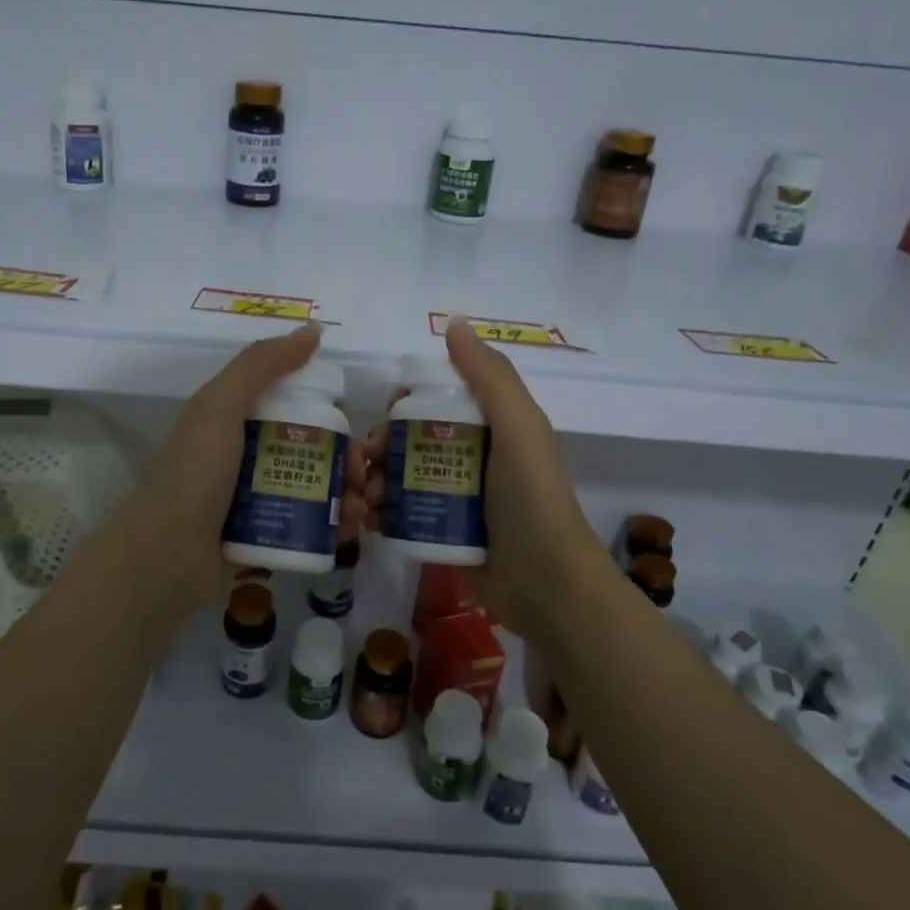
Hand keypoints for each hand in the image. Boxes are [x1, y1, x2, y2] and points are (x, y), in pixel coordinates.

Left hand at [125, 323, 367, 612]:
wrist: (165, 555)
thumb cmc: (195, 472)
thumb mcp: (221, 405)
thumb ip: (262, 364)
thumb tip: (313, 330)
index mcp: (237, 419)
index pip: (297, 407)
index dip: (331, 416)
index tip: (354, 432)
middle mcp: (248, 455)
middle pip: (312, 449)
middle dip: (346, 462)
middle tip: (361, 480)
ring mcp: (256, 498)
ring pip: (315, 488)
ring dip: (345, 496)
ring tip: (359, 511)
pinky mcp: (264, 535)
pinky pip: (308, 525)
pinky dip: (332, 527)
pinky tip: (349, 533)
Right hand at [362, 319, 611, 640]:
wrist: (546, 585)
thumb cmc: (531, 498)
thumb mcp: (518, 427)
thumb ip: (489, 376)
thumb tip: (453, 323)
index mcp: (491, 427)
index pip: (437, 401)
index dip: (406, 403)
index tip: (387, 415)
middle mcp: (472, 458)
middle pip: (411, 440)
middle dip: (382, 447)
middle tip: (367, 464)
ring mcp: (457, 499)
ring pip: (402, 477)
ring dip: (375, 480)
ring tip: (363, 498)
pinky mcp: (443, 534)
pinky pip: (402, 514)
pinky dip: (380, 513)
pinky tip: (367, 519)